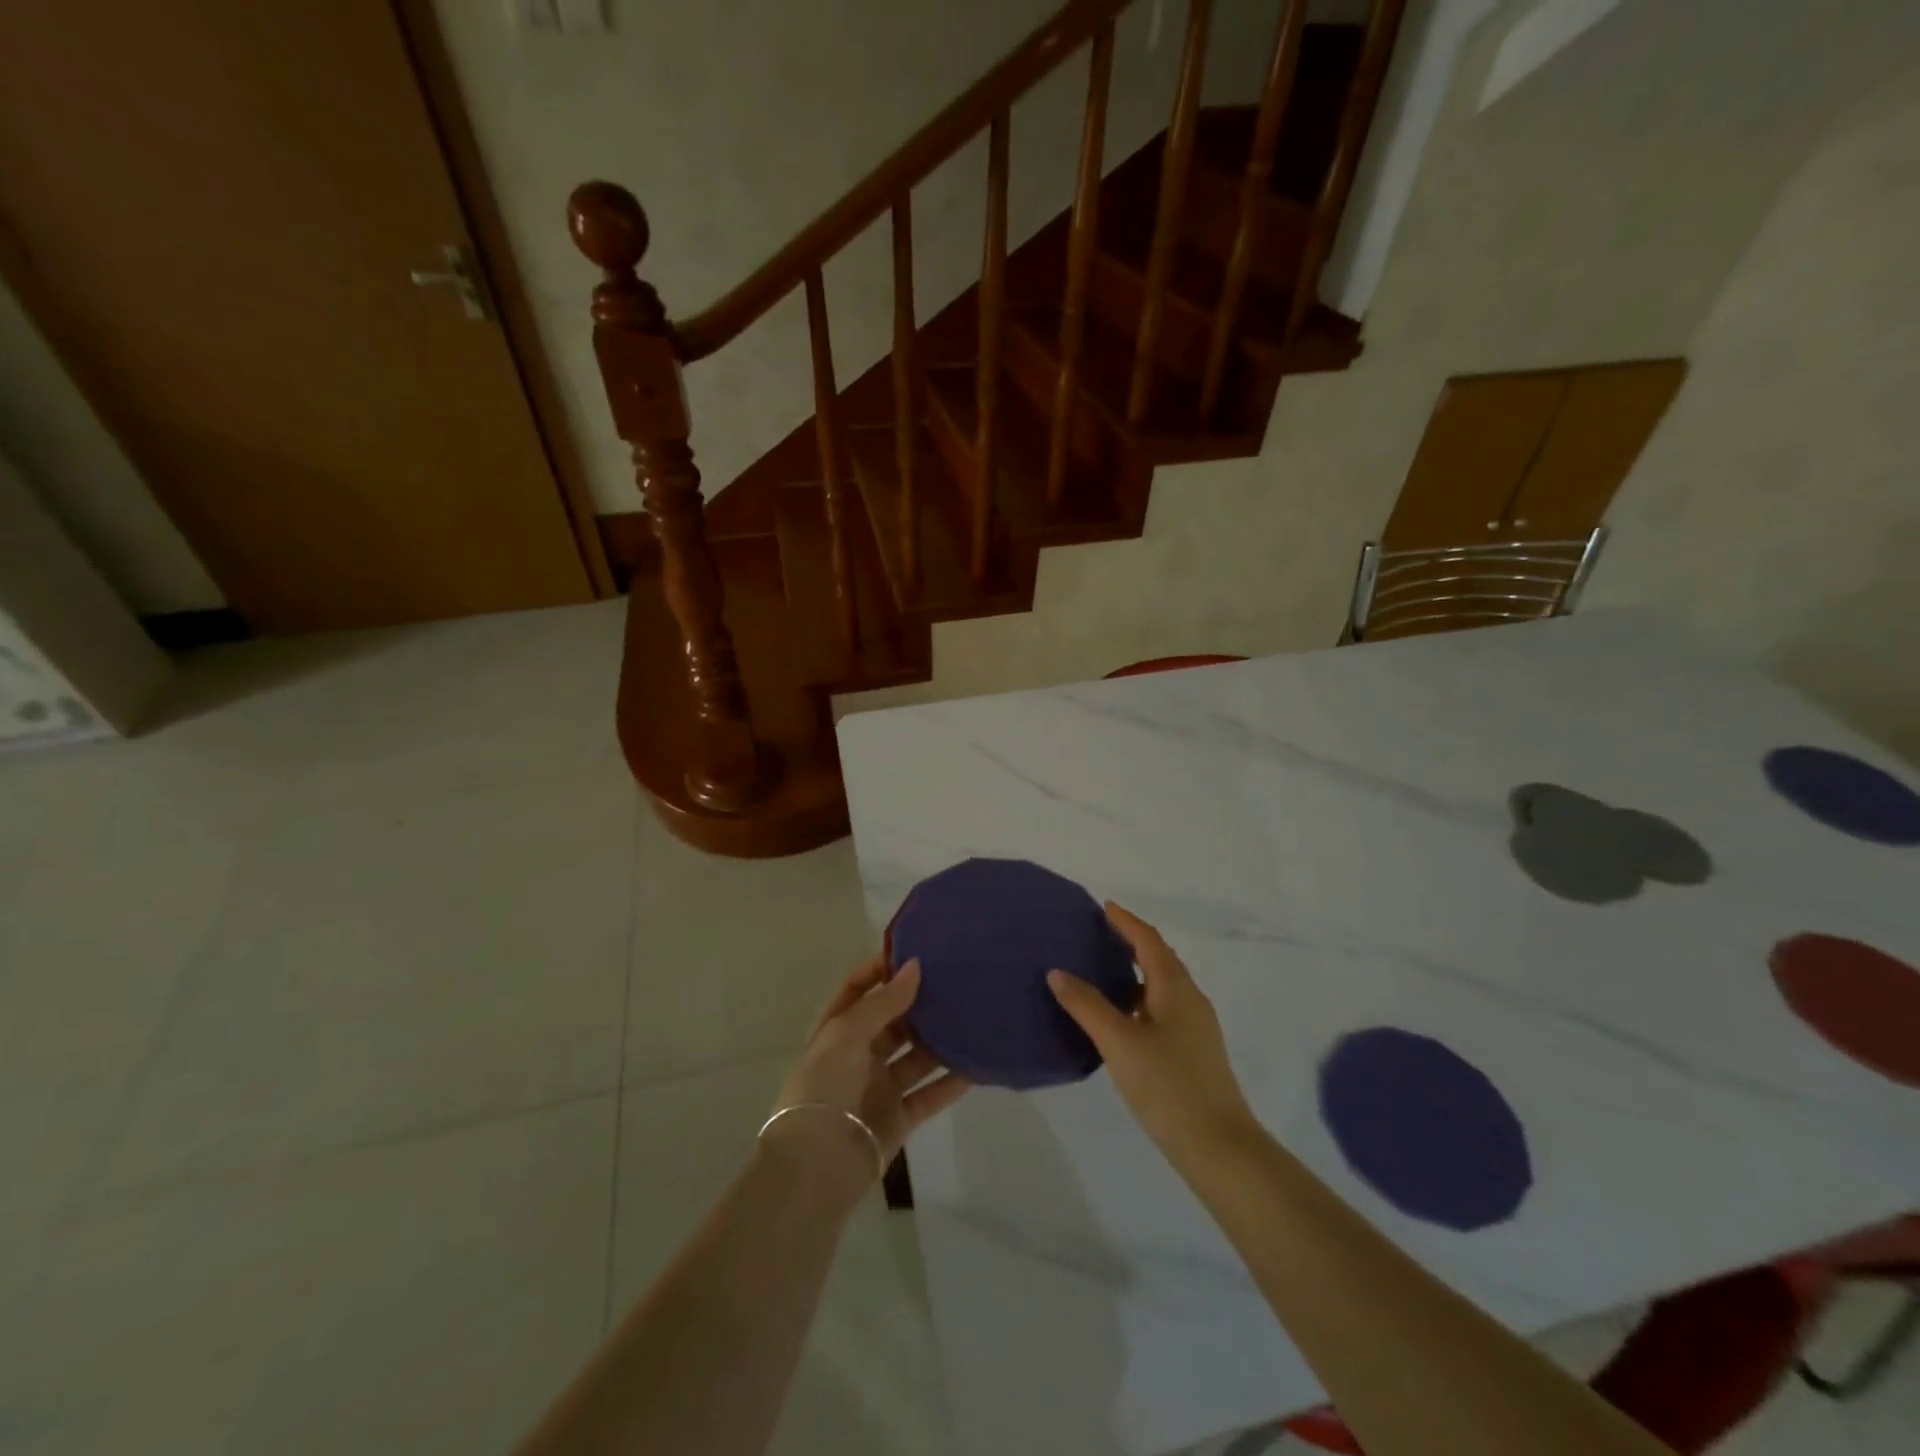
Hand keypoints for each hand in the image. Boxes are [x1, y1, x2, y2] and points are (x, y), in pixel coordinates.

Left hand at [768, 955, 970, 1184]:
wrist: (817, 1167)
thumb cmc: (824, 1088)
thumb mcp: (846, 1035)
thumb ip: (883, 1002)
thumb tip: (914, 966)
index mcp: (836, 1031)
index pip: (856, 989)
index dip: (879, 970)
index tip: (913, 953)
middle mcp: (857, 1056)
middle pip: (891, 1021)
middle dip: (917, 1003)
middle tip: (953, 981)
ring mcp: (879, 1088)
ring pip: (915, 1056)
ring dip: (939, 1040)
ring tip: (971, 1015)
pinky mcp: (899, 1118)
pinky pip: (929, 1094)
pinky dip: (951, 1082)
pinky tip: (977, 1064)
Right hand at [1048, 903, 1256, 1162]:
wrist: (1218, 1146)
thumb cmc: (1167, 1085)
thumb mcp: (1119, 1042)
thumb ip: (1087, 1005)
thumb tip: (1057, 972)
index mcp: (1175, 988)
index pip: (1149, 941)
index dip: (1127, 922)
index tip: (1105, 907)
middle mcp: (1191, 999)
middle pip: (1160, 959)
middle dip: (1133, 942)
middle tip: (1100, 934)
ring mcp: (1197, 1027)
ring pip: (1163, 986)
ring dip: (1137, 971)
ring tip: (1104, 971)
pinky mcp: (1195, 1052)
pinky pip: (1165, 1008)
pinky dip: (1141, 998)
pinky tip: (1123, 1018)